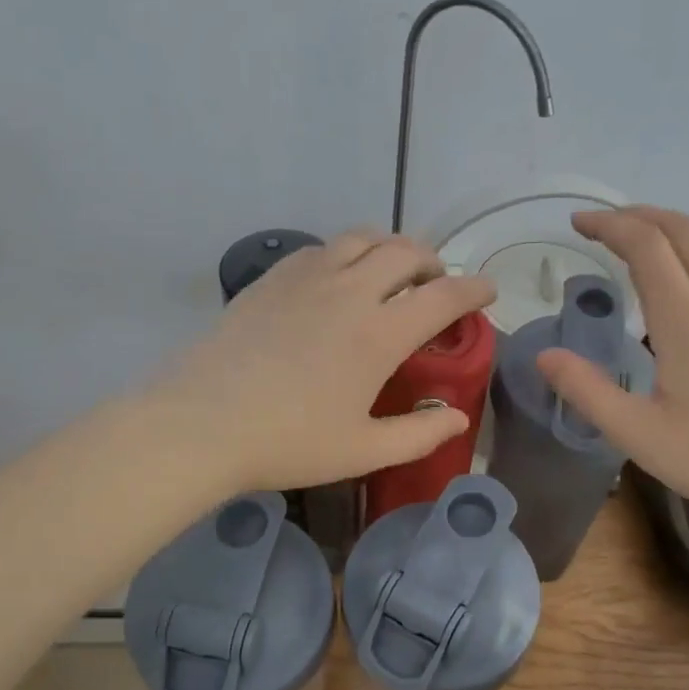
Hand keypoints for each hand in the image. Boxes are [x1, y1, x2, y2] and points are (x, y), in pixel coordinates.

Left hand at [147, 229, 495, 493]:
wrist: (201, 424)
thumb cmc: (288, 442)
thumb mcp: (363, 450)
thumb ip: (419, 434)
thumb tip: (458, 418)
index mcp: (379, 334)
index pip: (443, 297)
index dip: (473, 290)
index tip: (487, 289)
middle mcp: (349, 292)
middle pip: (405, 252)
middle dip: (433, 262)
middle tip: (436, 284)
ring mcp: (307, 278)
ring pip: (362, 239)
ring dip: (389, 248)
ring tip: (392, 271)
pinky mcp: (272, 279)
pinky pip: (321, 248)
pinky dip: (345, 253)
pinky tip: (337, 278)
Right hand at [536, 206, 688, 534]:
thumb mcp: (637, 434)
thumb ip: (587, 391)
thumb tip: (544, 356)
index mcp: (686, 319)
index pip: (646, 245)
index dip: (609, 225)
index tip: (577, 223)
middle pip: (682, 231)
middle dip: (638, 216)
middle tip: (601, 224)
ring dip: (674, 225)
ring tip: (642, 233)